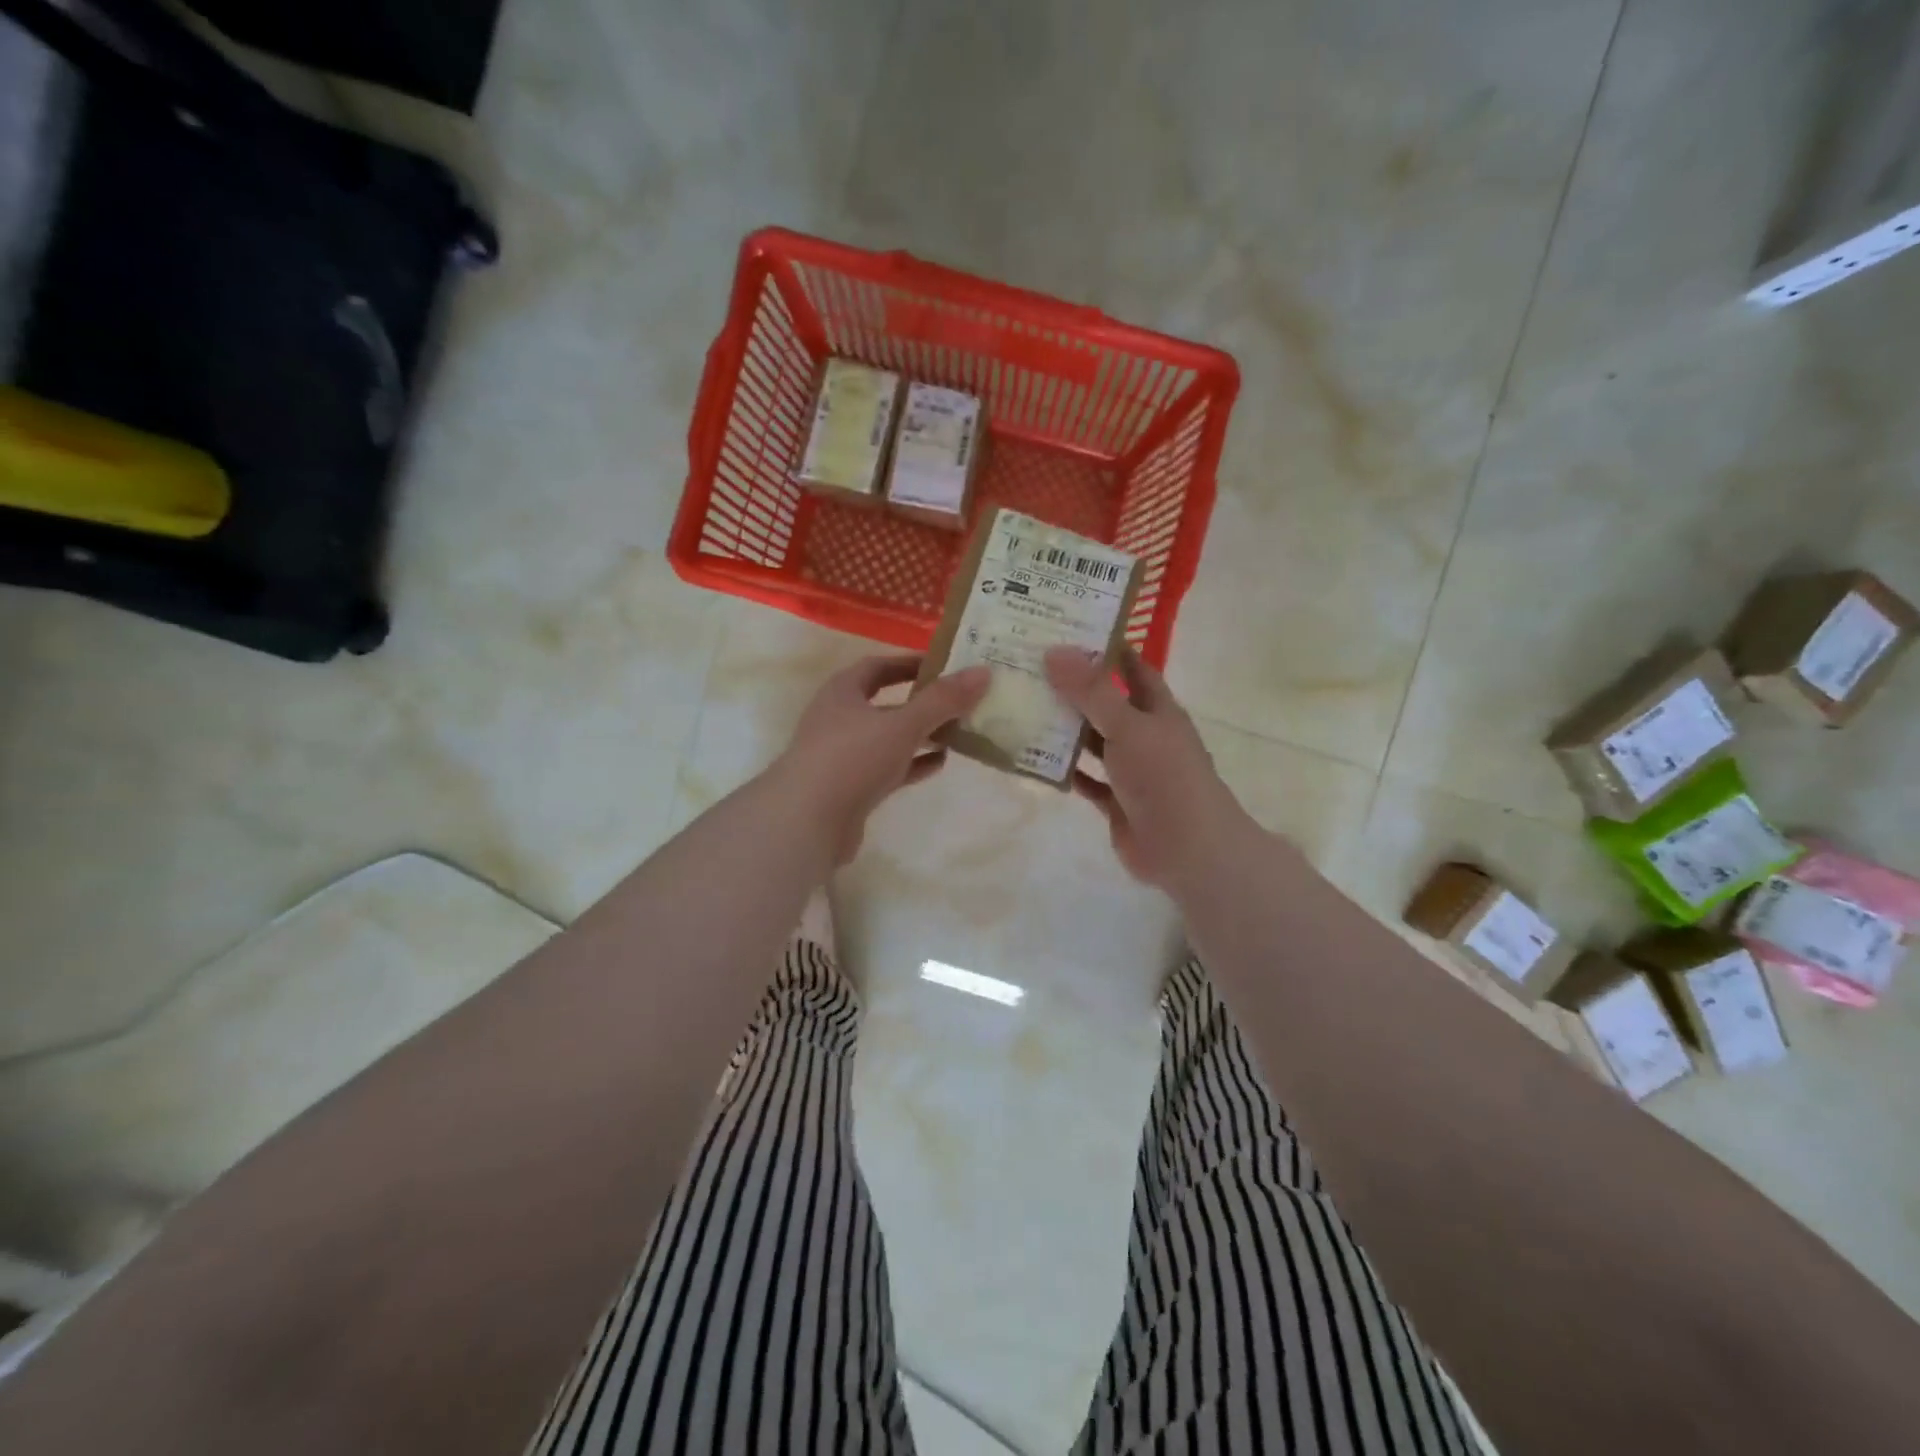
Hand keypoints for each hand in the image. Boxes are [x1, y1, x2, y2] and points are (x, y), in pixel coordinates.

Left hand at [773, 654, 991, 865]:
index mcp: (842, 692)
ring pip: (889, 738)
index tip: (944, 665)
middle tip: (959, 700)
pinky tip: (940, 763)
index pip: (878, 666)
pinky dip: (913, 764)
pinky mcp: (851, 788)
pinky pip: (888, 768)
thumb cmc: (851, 759)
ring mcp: (843, 755)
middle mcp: (839, 719)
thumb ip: (942, 701)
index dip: (910, 663)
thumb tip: (983, 673)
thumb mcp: (902, 724)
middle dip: (922, 701)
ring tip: (959, 731)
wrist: (806, 822)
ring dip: (920, 734)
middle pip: (886, 703)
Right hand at [1044, 646, 1251, 891]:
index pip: (1131, 666)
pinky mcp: (1116, 801)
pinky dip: (1064, 769)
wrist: (1188, 849)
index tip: (1065, 629)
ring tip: (1021, 705)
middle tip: (1028, 666)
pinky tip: (1033, 756)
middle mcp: (1144, 734)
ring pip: (1092, 741)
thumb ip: (1092, 691)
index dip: (1105, 647)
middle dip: (1072, 686)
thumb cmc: (1165, 777)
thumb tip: (1055, 650)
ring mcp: (1130, 769)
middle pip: (1105, 702)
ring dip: (1064, 727)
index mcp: (1157, 709)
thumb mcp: (1128, 726)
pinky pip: (1085, 778)